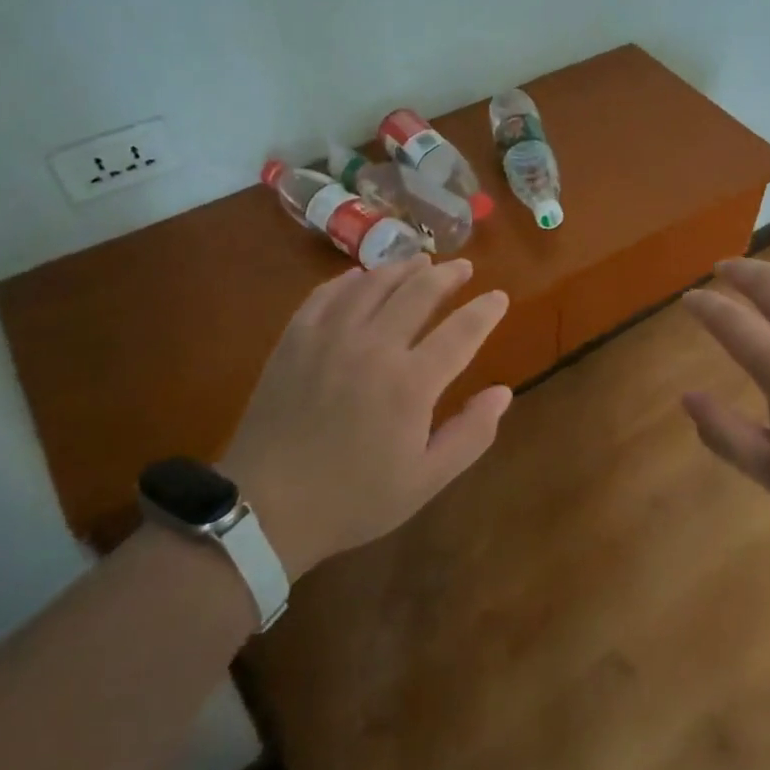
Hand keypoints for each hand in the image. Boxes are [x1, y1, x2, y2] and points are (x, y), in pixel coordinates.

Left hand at [220, 255, 510, 579]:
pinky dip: (350, 279)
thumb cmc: (354, 498)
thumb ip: (471, 434)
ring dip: (402, 267)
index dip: (485, 310)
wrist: (267, 508)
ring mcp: (330, 337)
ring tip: (420, 261)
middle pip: (419, 292)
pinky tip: (361, 277)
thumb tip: (503, 392)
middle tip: (463, 267)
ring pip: (374, 283)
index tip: (500, 297)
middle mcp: (374, 347)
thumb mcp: (425, 480)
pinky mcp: (295, 338)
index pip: (462, 331)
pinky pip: (327, 293)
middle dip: (448, 275)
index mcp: (411, 383)